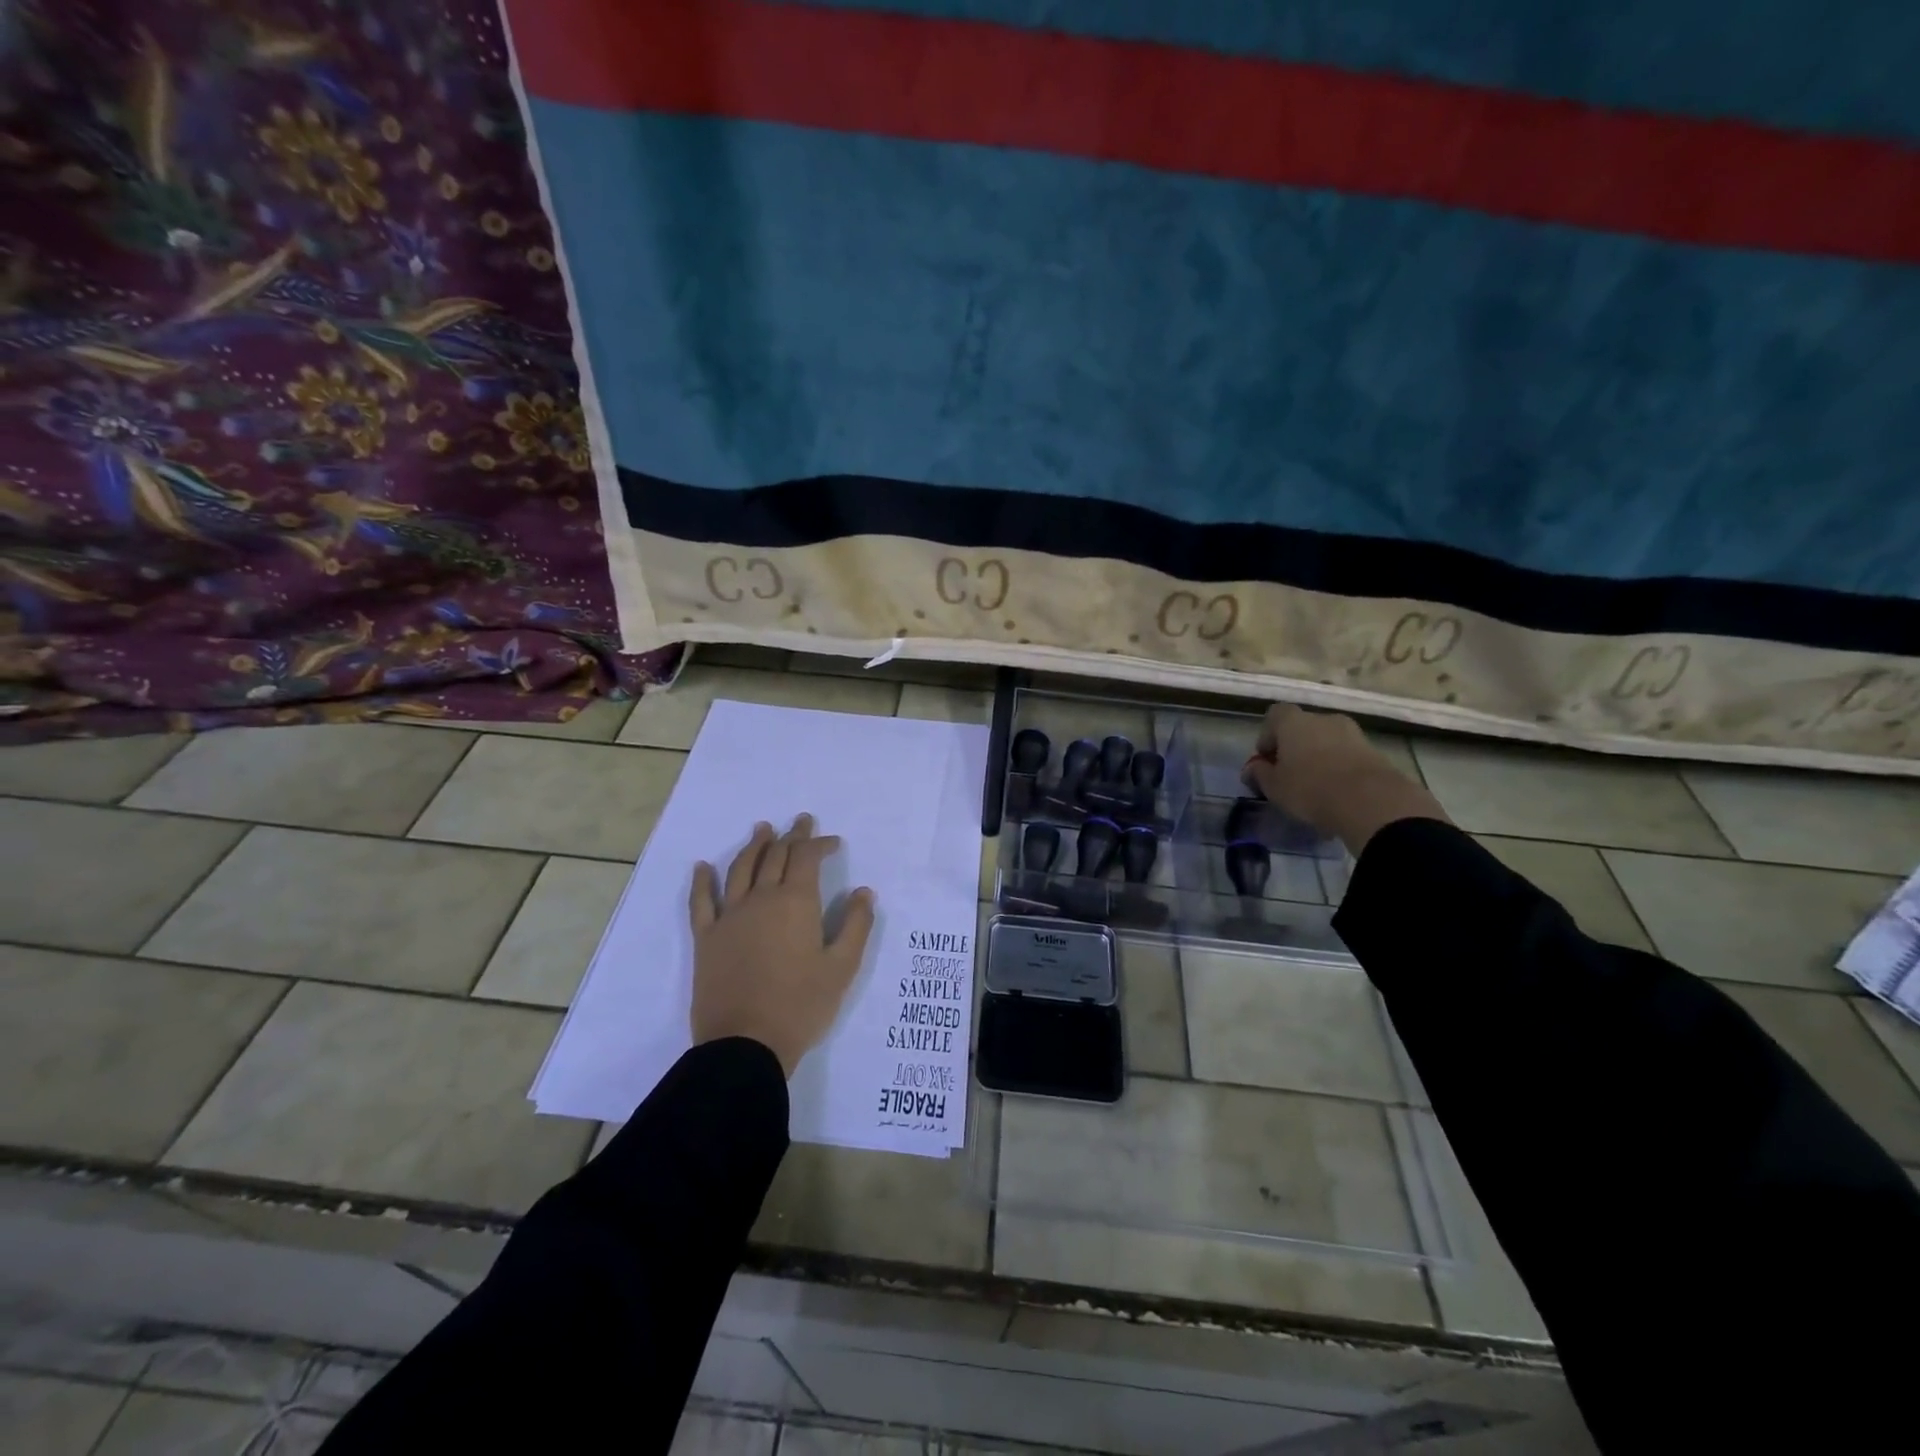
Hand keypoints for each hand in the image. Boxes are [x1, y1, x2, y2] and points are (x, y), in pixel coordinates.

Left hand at [688, 815, 876, 1075]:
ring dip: (753, 846)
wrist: (746, 1044)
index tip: (833, 842)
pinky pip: (701, 902)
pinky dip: (702, 881)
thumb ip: (856, 925)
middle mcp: (760, 899)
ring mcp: (729, 917)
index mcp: (796, 903)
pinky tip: (702, 867)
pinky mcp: (706, 938)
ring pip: (741, 869)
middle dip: (791, 836)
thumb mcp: (842, 968)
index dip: (820, 844)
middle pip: (774, 856)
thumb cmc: (801, 1006)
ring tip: (762, 829)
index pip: (806, 858)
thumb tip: (863, 892)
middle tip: (801, 822)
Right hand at [1242, 704, 1447, 852]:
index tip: (1267, 759)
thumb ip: (1259, 774)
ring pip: (1327, 740)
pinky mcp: (1374, 750)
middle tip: (1290, 774)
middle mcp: (1323, 718)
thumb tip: (1253, 768)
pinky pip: (1347, 754)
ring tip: (1316, 785)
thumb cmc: (1309, 789)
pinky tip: (1337, 791)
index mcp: (1294, 722)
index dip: (1268, 736)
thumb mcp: (1274, 787)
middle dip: (1294, 747)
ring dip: (1319, 756)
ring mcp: (1352, 733)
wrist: (1371, 802)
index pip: (1274, 715)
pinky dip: (1339, 766)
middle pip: (1302, 727)